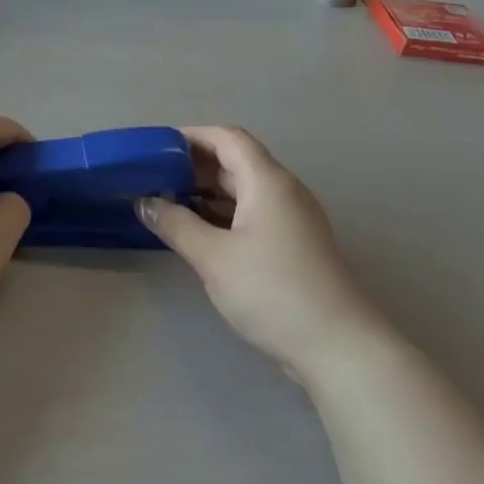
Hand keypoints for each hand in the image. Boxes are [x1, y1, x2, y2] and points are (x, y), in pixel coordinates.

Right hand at [137, 126, 378, 379]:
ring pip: (242, 190)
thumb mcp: (213, 257)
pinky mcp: (293, 245)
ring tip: (166, 204)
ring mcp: (291, 219)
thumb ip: (175, 224)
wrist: (339, 347)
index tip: (155, 149)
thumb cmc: (273, 291)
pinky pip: (251, 214)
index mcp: (267, 181)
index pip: (227, 138)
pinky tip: (196, 233)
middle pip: (235, 161)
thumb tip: (145, 201)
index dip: (191, 136)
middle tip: (152, 179)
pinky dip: (221, 215)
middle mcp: (283, 191)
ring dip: (205, 192)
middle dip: (193, 166)